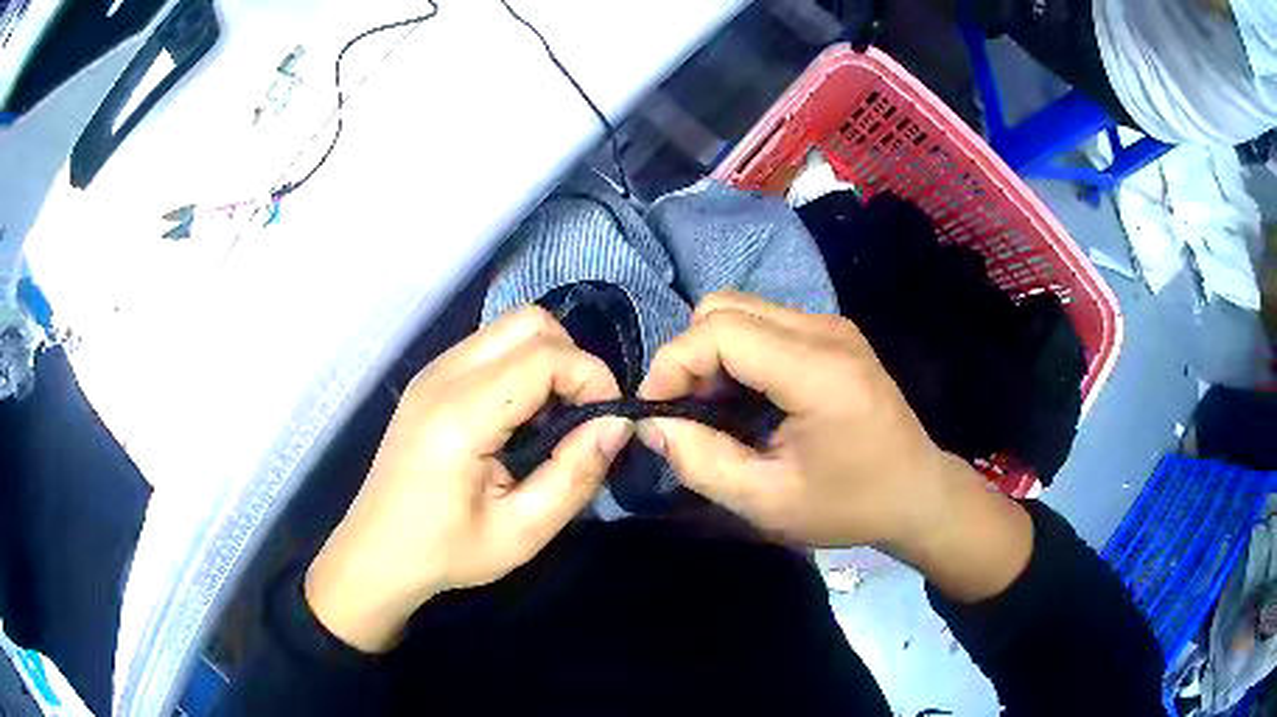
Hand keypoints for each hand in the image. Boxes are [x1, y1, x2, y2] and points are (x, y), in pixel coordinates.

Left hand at [305, 306, 633, 651]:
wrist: (378, 553)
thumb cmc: (446, 551)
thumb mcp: (522, 532)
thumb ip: (574, 475)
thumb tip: (617, 425)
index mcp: (460, 415)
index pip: (544, 356)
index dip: (592, 377)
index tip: (608, 422)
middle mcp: (443, 376)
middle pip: (528, 322)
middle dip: (572, 358)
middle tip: (583, 414)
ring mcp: (432, 372)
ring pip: (509, 327)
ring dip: (547, 359)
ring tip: (556, 417)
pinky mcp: (430, 378)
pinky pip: (490, 346)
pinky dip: (522, 365)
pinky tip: (522, 416)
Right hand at [637, 292, 1031, 599]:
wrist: (916, 492)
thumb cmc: (849, 505)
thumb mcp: (768, 502)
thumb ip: (702, 463)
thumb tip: (651, 424)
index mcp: (817, 371)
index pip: (721, 330)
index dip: (673, 363)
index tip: (655, 412)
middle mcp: (825, 331)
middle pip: (724, 306)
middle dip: (688, 355)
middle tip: (686, 412)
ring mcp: (831, 326)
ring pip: (740, 308)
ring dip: (710, 353)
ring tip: (713, 409)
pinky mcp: (832, 333)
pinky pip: (763, 322)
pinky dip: (736, 353)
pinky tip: (744, 398)